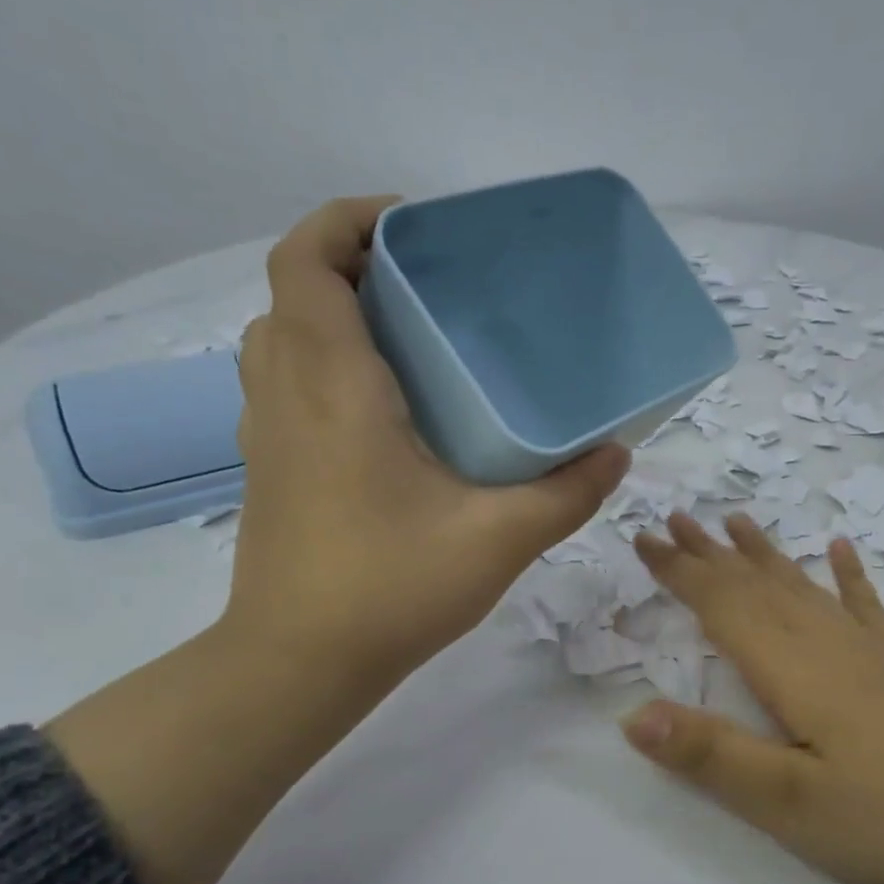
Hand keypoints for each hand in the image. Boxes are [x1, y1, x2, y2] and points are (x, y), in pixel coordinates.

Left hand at [225, 197, 630, 683]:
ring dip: (332, 315)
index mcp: (333, 388)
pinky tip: (388, 412)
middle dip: (351, 264)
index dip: (346, 220)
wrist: (299, 664)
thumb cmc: (390, 590)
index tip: (412, 224)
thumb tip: (616, 455)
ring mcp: (268, 434)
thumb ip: (566, 494)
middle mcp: (287, 395)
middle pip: (294, 291)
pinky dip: (324, 366)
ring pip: (283, 339)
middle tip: (428, 285)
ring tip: (409, 338)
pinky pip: (286, 385)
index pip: (306, 262)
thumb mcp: (498, 540)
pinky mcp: (270, 470)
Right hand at [621, 512, 883, 883]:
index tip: (642, 538)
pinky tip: (841, 550)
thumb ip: (711, 756)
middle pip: (756, 585)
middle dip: (708, 553)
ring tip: (734, 521)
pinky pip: (865, 604)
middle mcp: (827, 642)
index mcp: (792, 668)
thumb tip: (631, 716)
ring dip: (762, 554)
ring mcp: (873, 648)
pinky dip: (847, 575)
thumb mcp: (792, 802)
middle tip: (672, 519)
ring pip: (802, 585)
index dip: (678, 572)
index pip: (721, 605)